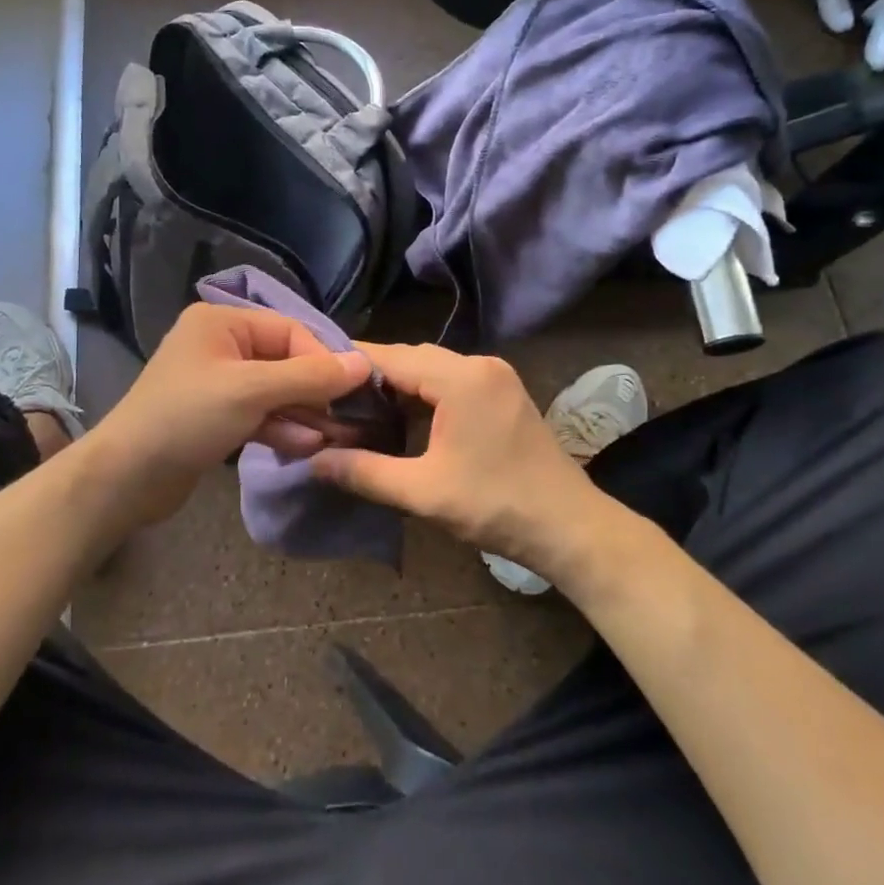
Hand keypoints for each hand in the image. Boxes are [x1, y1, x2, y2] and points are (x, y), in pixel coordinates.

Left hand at [95, 303, 370, 487]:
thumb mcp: (252, 391)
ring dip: (302, 414)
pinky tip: (305, 447)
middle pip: (284, 361)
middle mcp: (220, 345)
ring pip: (274, 391)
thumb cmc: (187, 419)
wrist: (125, 478)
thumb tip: (364, 364)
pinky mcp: (215, 416)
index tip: (354, 391)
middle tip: (347, 420)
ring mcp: (216, 382)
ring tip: (332, 439)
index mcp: (222, 322)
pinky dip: (280, 427)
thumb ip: (309, 377)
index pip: (290, 331)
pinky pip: (258, 414)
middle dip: (314, 392)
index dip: (323, 360)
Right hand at [311, 342, 623, 583]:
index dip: (350, 366)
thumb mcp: (423, 492)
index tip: (313, 377)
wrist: (571, 527)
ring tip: (358, 412)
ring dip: (398, 388)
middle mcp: (480, 365)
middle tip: (331, 401)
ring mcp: (495, 378)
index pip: (391, 357)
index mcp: (461, 378)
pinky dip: (423, 397)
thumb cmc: (496, 506)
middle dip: (371, 379)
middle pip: (411, 359)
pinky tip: (402, 421)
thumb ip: (364, 472)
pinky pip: (451, 383)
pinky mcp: (503, 394)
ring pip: (431, 371)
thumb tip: (313, 461)